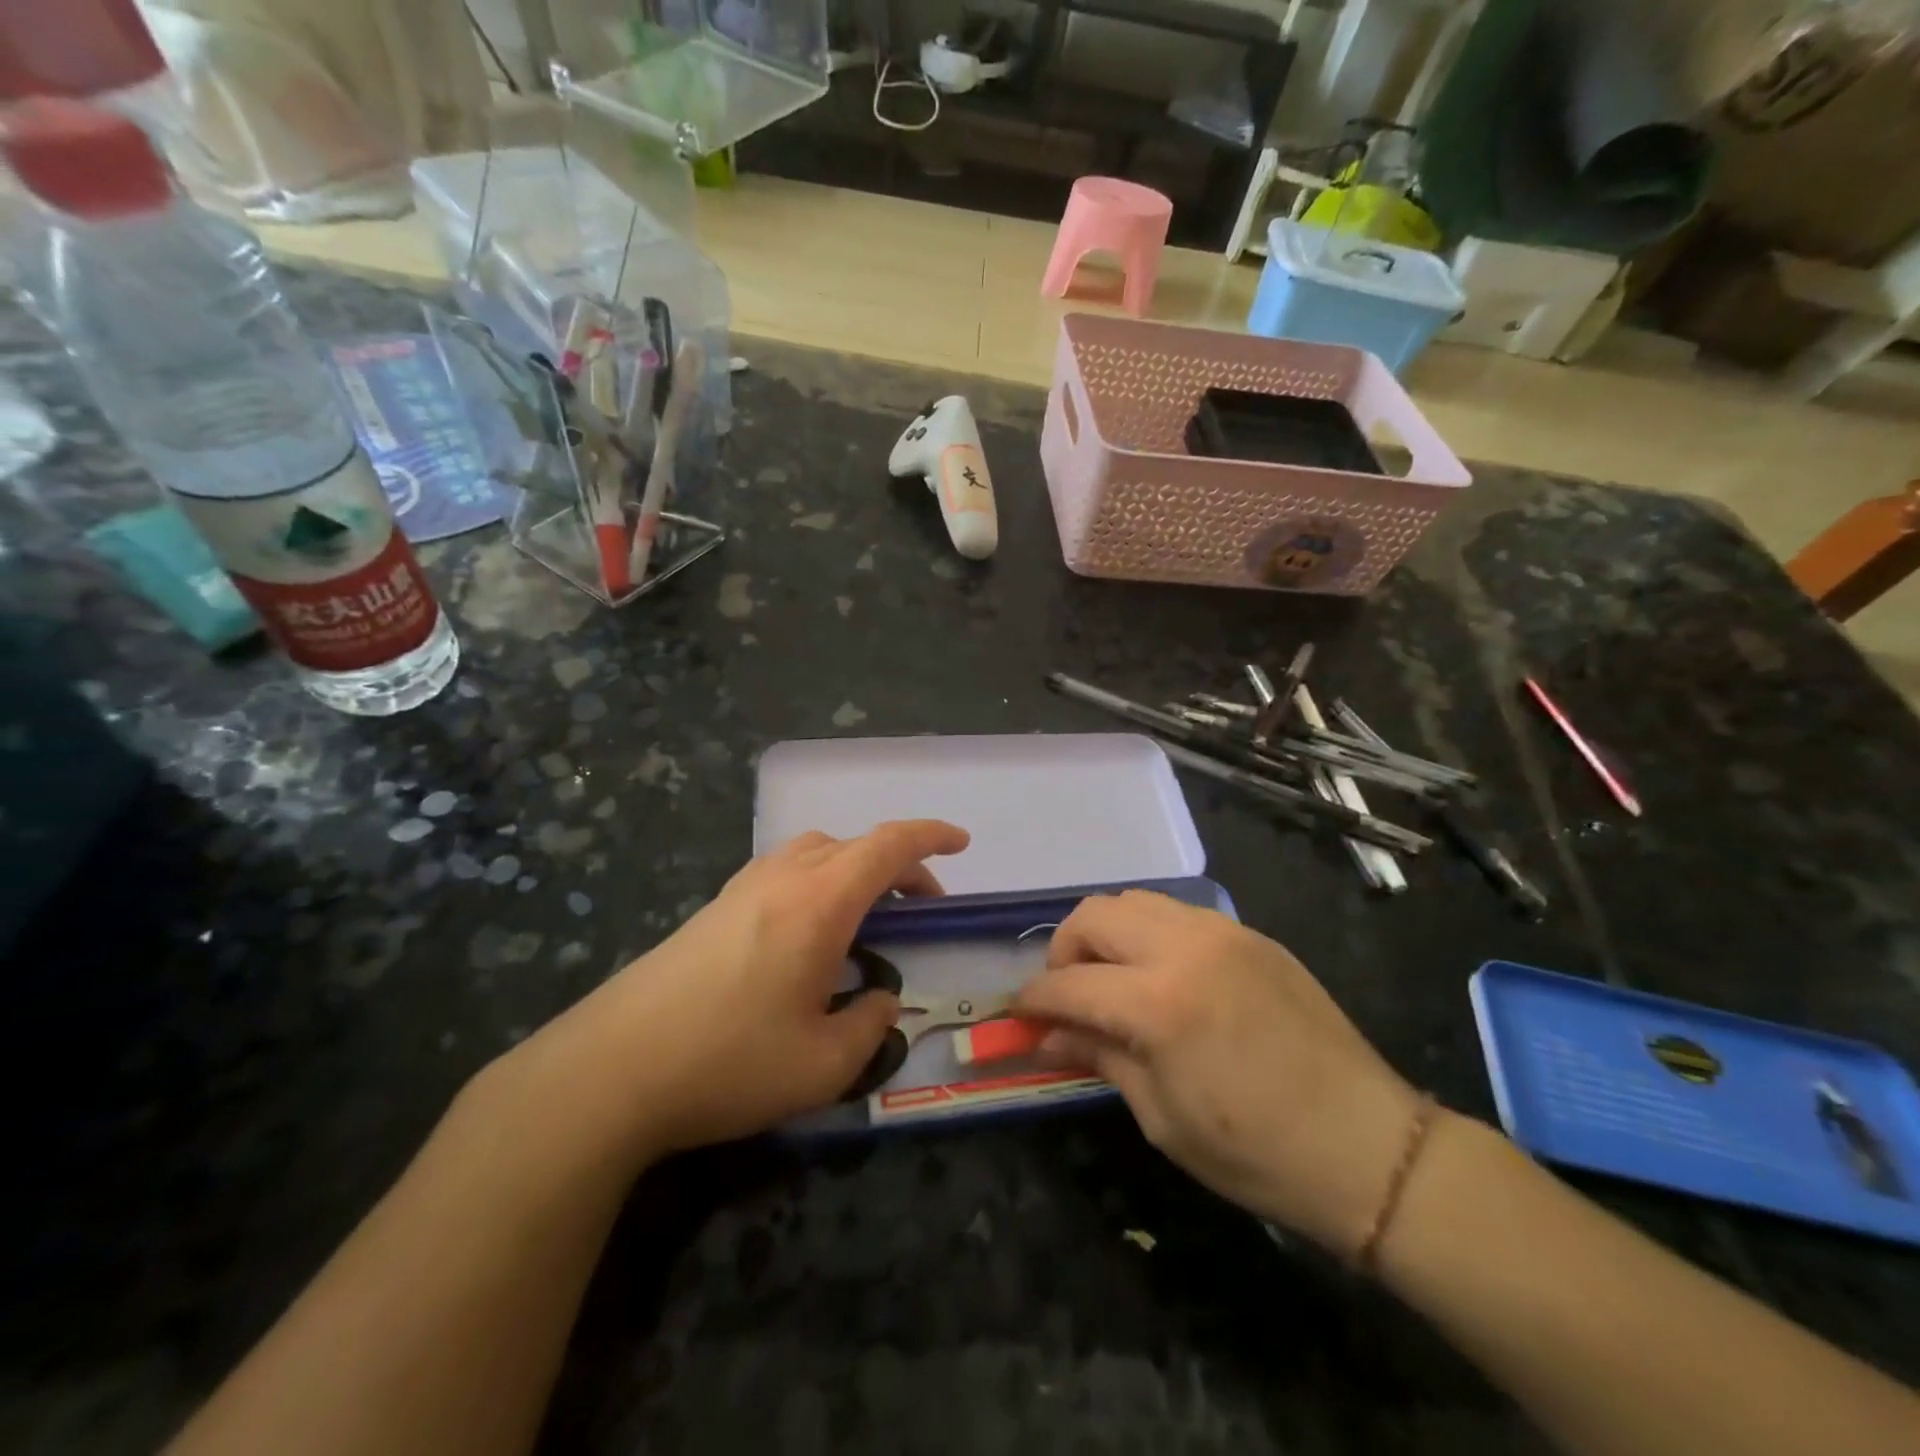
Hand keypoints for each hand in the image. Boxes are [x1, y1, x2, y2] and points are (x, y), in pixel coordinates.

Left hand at [502, 819, 968, 1160]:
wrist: (611, 1070)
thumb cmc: (729, 1063)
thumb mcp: (823, 1065)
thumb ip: (869, 1026)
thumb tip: (879, 1000)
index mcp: (820, 902)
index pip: (889, 845)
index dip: (931, 837)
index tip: (961, 843)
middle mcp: (782, 878)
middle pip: (854, 844)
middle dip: (900, 863)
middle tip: (921, 904)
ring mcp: (741, 888)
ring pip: (814, 851)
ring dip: (853, 867)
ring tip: (867, 913)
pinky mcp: (713, 908)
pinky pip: (782, 870)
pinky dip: (817, 879)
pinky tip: (808, 930)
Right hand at [1013, 890, 1421, 1257]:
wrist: (1368, 1146)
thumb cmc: (1256, 1151)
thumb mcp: (1162, 1116)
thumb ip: (1099, 1058)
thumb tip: (1046, 1038)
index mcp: (1159, 1002)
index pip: (1069, 983)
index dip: (1034, 998)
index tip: (1018, 1013)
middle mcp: (1185, 946)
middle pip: (1093, 915)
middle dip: (1064, 951)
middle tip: (1067, 993)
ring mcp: (1223, 932)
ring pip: (1135, 901)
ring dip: (1108, 933)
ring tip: (1113, 979)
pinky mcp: (1251, 934)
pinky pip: (1180, 913)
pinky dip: (1151, 933)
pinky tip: (1163, 976)